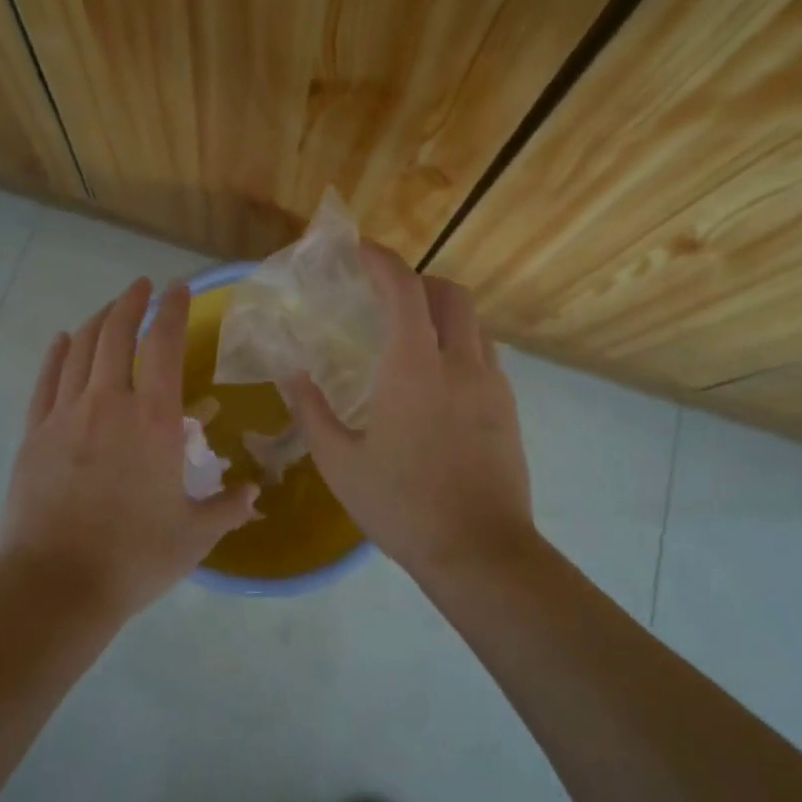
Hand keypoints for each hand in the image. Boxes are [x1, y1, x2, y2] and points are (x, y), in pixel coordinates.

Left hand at [0, 278, 258, 618]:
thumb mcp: (194, 535)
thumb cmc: (134, 558)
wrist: (55, 586)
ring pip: (79, 349)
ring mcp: (65, 415)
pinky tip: (61, 341)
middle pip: (116, 333)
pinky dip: (56, 354)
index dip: (172, 310)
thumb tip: (255, 494)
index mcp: (154, 420)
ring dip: (97, 320)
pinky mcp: (34, 434)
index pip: (164, 344)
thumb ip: (228, 508)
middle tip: (142, 286)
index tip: (178, 289)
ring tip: (110, 308)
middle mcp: (109, 403)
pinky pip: (45, 380)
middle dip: (131, 302)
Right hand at [289, 245, 533, 582]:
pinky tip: (438, 377)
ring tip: (412, 334)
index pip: (404, 289)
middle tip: (386, 296)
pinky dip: (460, 343)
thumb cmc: (402, 505)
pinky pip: (485, 352)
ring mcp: (491, 383)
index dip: (381, 260)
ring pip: (473, 321)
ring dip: (442, 311)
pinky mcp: (508, 406)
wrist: (480, 551)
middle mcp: (459, 362)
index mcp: (414, 368)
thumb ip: (313, 411)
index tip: (359, 250)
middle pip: (450, 292)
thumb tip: (293, 373)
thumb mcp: (340, 463)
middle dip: (418, 280)